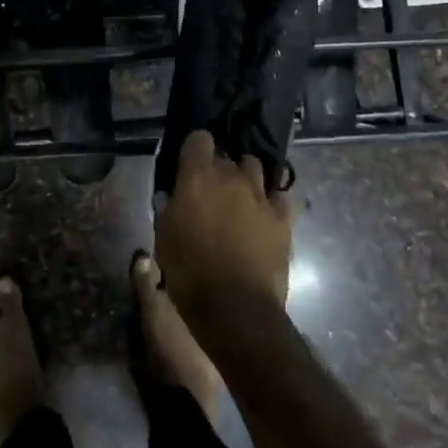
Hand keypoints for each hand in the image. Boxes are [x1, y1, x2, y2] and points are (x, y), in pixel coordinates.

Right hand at [154, 131, 292, 330]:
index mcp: (198, 178)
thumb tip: (174, 195)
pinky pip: (278, 196)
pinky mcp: (283, 219)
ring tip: (240, 195)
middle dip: (219, 166)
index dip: (195, 148)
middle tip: (211, 187)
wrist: (236, 309)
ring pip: (255, 168)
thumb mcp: (164, 238)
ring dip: (245, 177)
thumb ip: (169, 208)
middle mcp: (231, 178)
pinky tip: (264, 213)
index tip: (190, 162)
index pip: (199, 138)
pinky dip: (270, 200)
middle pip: (227, 155)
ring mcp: (261, 197)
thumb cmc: (190, 273)